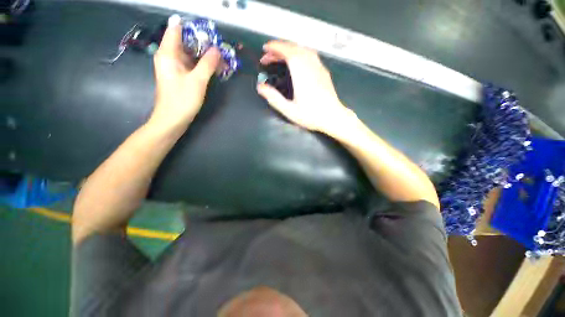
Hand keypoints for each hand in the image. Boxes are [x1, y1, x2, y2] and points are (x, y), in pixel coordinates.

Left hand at [150, 15, 220, 129]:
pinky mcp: (180, 76)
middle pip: (185, 42)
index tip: (209, 32)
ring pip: (190, 55)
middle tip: (219, 48)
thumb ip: (207, 64)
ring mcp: (174, 67)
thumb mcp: (197, 80)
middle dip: (203, 43)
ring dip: (204, 56)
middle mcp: (169, 57)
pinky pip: (191, 65)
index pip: (177, 29)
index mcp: (168, 53)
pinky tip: (214, 68)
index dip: (192, 28)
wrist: (172, 120)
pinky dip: (202, 65)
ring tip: (220, 59)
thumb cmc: (182, 99)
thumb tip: (217, 50)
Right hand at [257, 41, 353, 133]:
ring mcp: (319, 67)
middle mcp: (311, 65)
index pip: (287, 51)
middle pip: (294, 48)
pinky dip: (299, 53)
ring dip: (289, 49)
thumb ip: (274, 98)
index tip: (265, 49)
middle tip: (268, 57)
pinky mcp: (323, 71)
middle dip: (279, 48)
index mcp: (301, 72)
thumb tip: (260, 87)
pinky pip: (310, 55)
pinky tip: (295, 62)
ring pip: (303, 49)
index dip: (275, 47)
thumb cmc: (311, 115)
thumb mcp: (289, 110)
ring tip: (279, 57)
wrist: (333, 117)